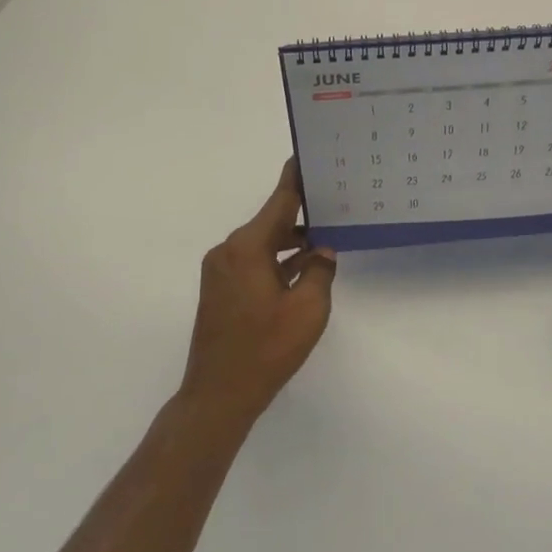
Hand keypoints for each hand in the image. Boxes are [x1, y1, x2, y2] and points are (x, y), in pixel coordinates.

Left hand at [180, 159, 337, 428]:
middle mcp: (229, 250)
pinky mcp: (219, 289)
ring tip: (326, 237)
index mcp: (247, 247)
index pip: (279, 201)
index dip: (296, 178)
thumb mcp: (309, 309)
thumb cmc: (266, 350)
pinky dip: (276, 260)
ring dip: (291, 242)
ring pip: (262, 243)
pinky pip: (252, 261)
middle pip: (271, 221)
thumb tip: (322, 252)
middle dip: (302, 213)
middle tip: (334, 201)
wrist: (217, 397)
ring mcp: (220, 271)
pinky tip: (302, 267)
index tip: (308, 154)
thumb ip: (320, 271)